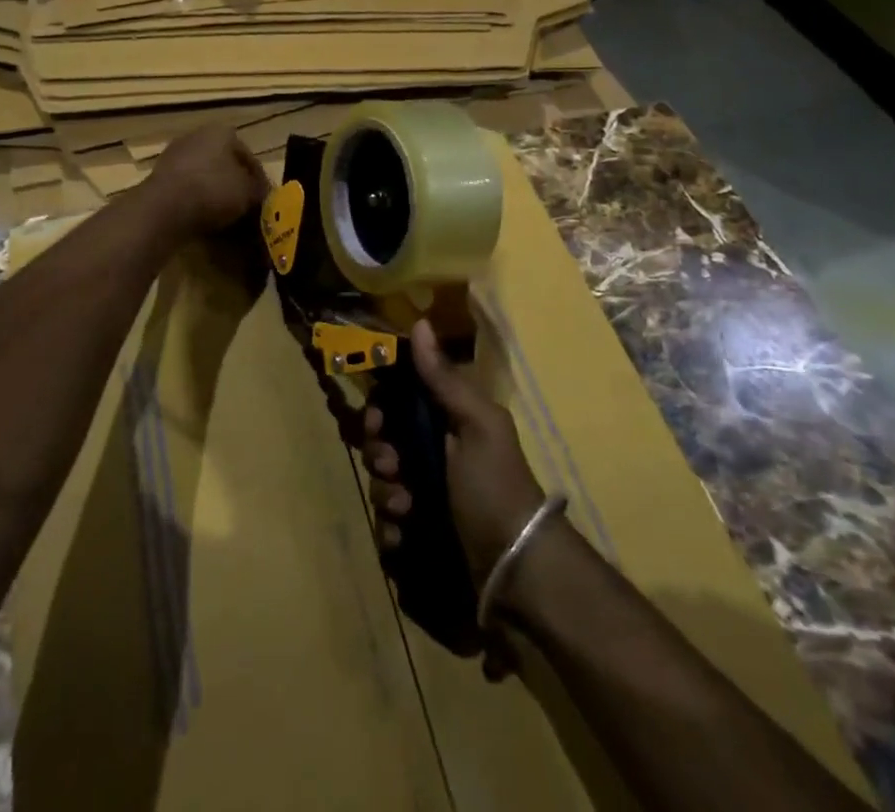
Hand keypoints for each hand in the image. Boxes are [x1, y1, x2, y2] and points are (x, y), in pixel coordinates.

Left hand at [143, 126, 269, 238]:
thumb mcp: (248, 192)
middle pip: (224, 163)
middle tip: (246, 206)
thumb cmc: (214, 190)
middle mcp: (196, 136)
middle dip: (235, 183)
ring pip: (204, 175)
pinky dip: (196, 200)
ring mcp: (174, 155)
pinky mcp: (159, 176)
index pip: (248, 156)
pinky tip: (204, 218)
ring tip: (226, 216)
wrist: (165, 207)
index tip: (264, 200)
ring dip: (215, 192)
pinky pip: (186, 188)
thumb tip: (263, 195)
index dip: (259, 180)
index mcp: (221, 132)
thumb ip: (259, 191)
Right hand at [362, 318, 545, 601]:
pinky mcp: (419, 542)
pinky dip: (392, 535)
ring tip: (407, 510)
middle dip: (379, 457)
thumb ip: (444, 379)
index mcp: (447, 427)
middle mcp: (433, 460)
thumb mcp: (476, 425)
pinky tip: (405, 539)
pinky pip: (387, 532)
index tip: (377, 422)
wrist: (518, 572)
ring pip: (380, 489)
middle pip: (382, 447)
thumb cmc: (496, 487)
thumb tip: (420, 323)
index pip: (397, 407)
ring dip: (385, 497)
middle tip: (392, 468)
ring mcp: (425, 503)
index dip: (380, 412)